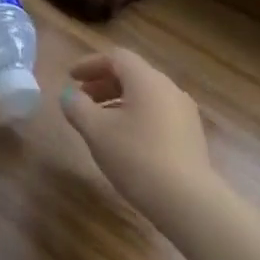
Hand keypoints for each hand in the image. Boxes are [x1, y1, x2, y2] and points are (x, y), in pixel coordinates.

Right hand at [60, 49, 217, 233]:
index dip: (90, 64)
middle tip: (82, 98)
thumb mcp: (95, 130)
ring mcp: (184, 113)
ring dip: (118, 100)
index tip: (71, 77)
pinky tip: (124, 139)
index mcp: (146, 80)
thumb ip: (76, 106)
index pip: (116, 57)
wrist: (188, 202)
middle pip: (132, 74)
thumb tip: (68, 95)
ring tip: (99, 121)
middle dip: (103, 82)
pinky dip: (135, 115)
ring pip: (145, 95)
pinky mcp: (191, 136)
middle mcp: (169, 89)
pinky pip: (157, 113)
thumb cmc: (136, 156)